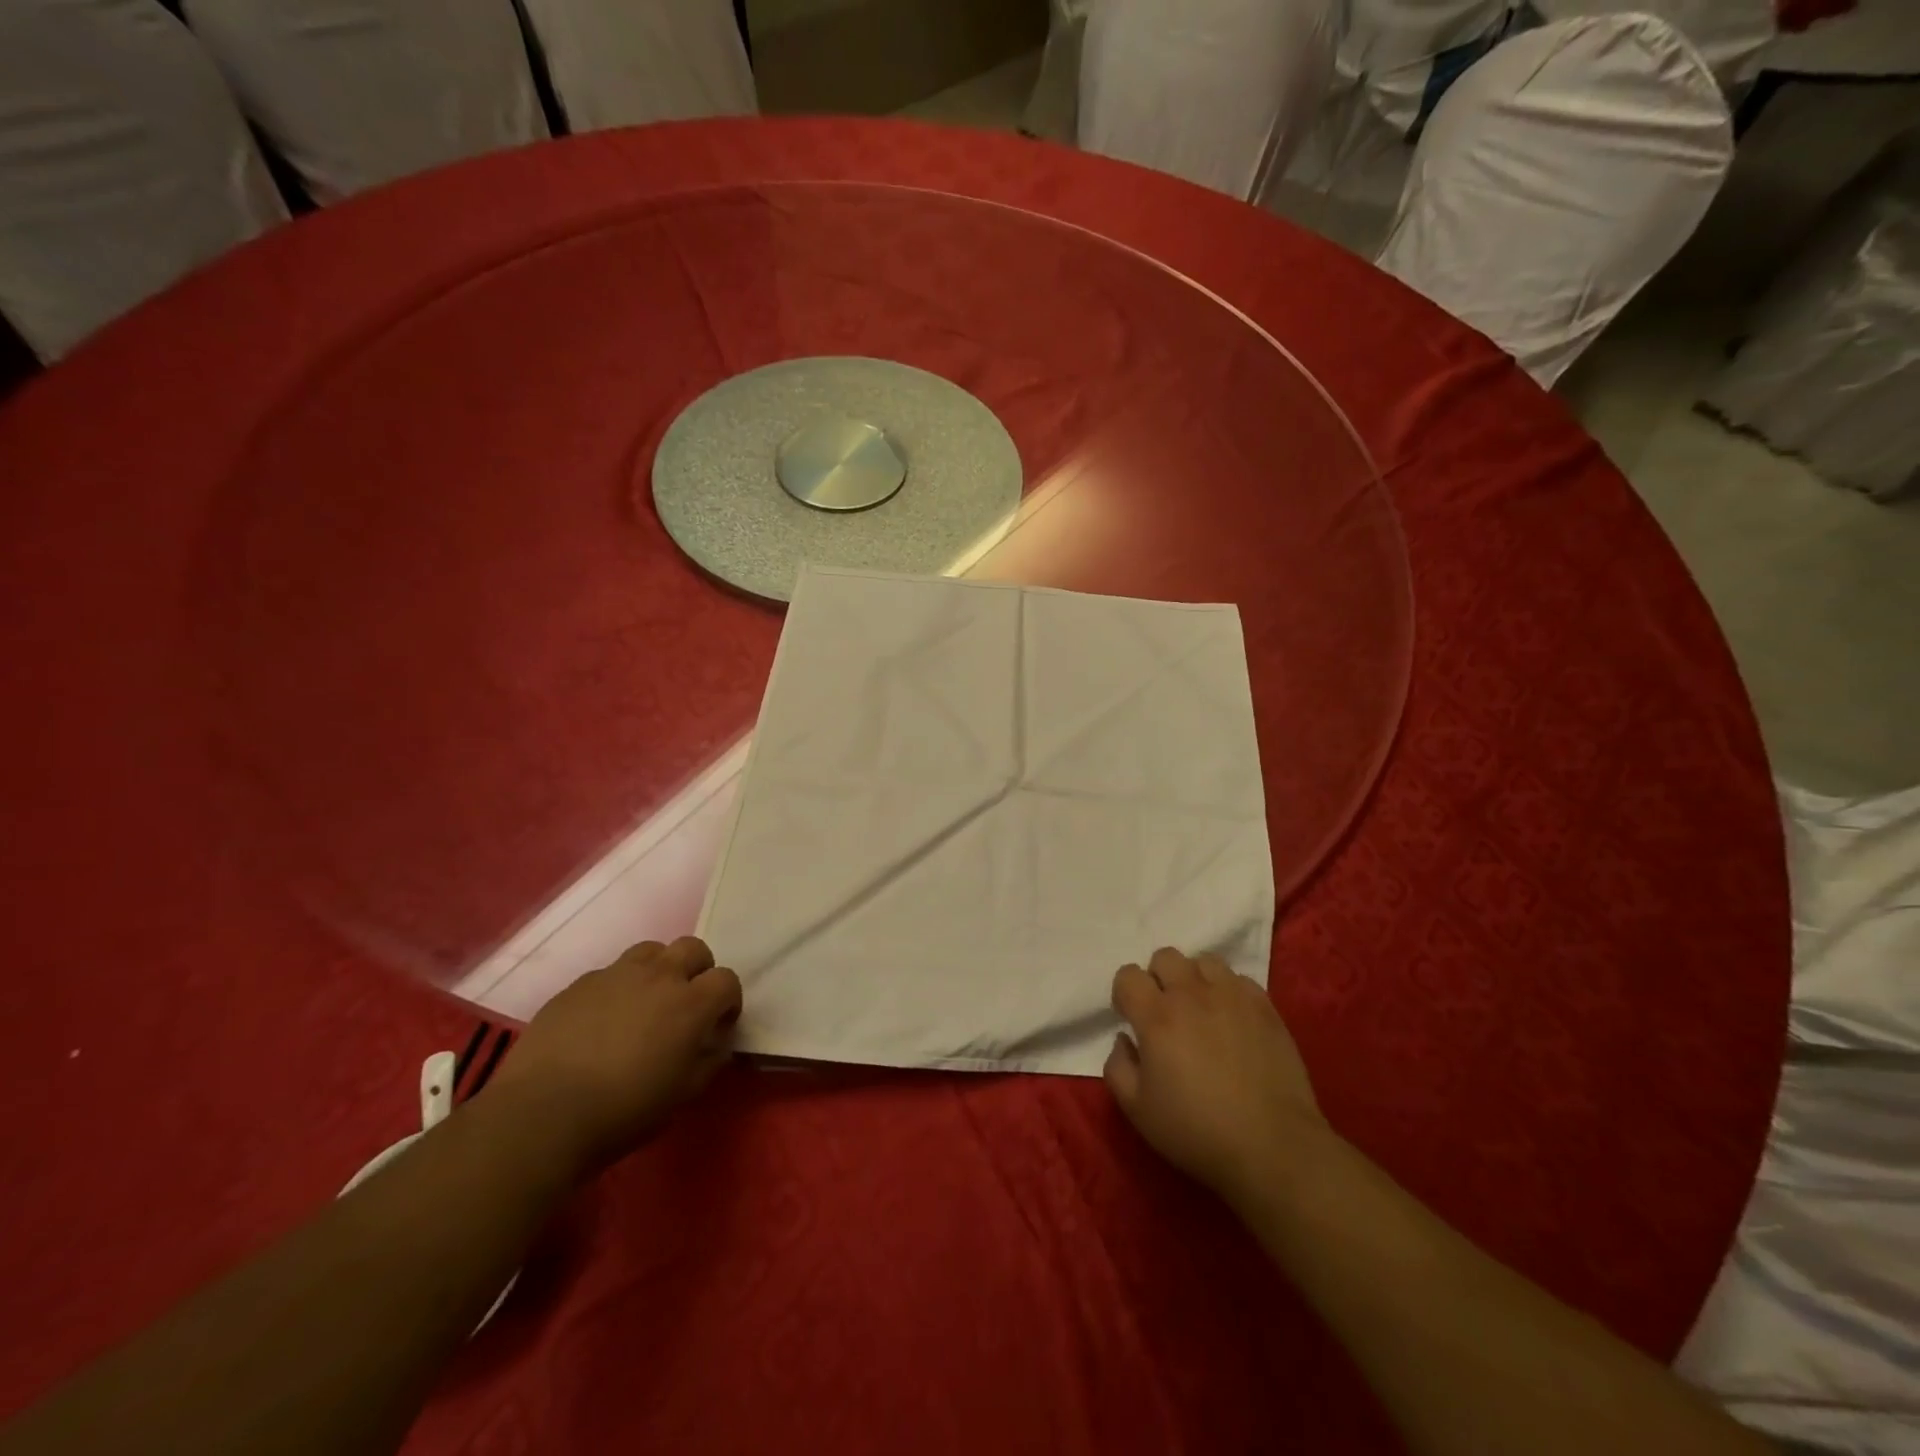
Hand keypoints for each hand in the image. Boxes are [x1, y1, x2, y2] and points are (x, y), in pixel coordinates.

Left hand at [487, 937, 741, 1172]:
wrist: (542, 1114)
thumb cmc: (624, 1110)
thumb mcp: (683, 1094)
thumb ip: (710, 1059)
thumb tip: (716, 1041)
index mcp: (691, 1003)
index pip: (727, 980)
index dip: (728, 1001)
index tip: (718, 1026)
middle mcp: (659, 976)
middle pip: (693, 949)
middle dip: (698, 971)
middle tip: (686, 1005)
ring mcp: (615, 975)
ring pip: (651, 951)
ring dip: (659, 970)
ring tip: (646, 1003)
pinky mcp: (578, 984)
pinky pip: (610, 973)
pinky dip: (618, 988)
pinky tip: (602, 1022)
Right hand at [1105, 947, 1328, 1206]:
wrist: (1273, 1147)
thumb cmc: (1197, 1131)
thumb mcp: (1137, 1110)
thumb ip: (1117, 1067)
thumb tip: (1125, 1040)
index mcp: (1157, 1017)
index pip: (1128, 975)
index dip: (1124, 994)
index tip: (1132, 1019)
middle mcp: (1192, 995)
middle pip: (1165, 956)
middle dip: (1157, 978)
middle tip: (1165, 1012)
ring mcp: (1232, 996)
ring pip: (1204, 960)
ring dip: (1194, 978)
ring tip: (1200, 1009)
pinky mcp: (1265, 1007)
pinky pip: (1239, 979)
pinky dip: (1229, 991)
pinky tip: (1232, 1019)